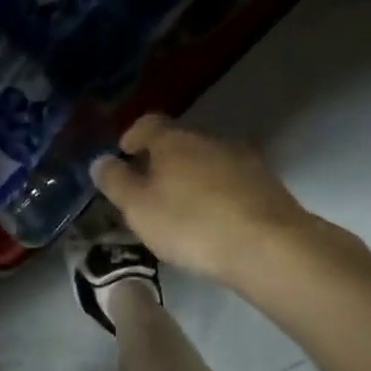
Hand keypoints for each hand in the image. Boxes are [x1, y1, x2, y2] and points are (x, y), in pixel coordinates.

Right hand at [91, 114, 370, 288]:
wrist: (269, 247)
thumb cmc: (191, 224)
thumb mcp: (138, 208)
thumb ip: (116, 182)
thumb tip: (101, 160)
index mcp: (174, 140)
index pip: (148, 123)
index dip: (132, 136)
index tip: (123, 155)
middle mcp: (210, 140)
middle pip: (179, 143)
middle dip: (161, 162)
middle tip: (147, 191)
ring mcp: (244, 161)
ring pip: (207, 163)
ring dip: (191, 179)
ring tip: (181, 211)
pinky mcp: (267, 186)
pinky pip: (231, 184)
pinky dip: (217, 196)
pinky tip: (213, 222)